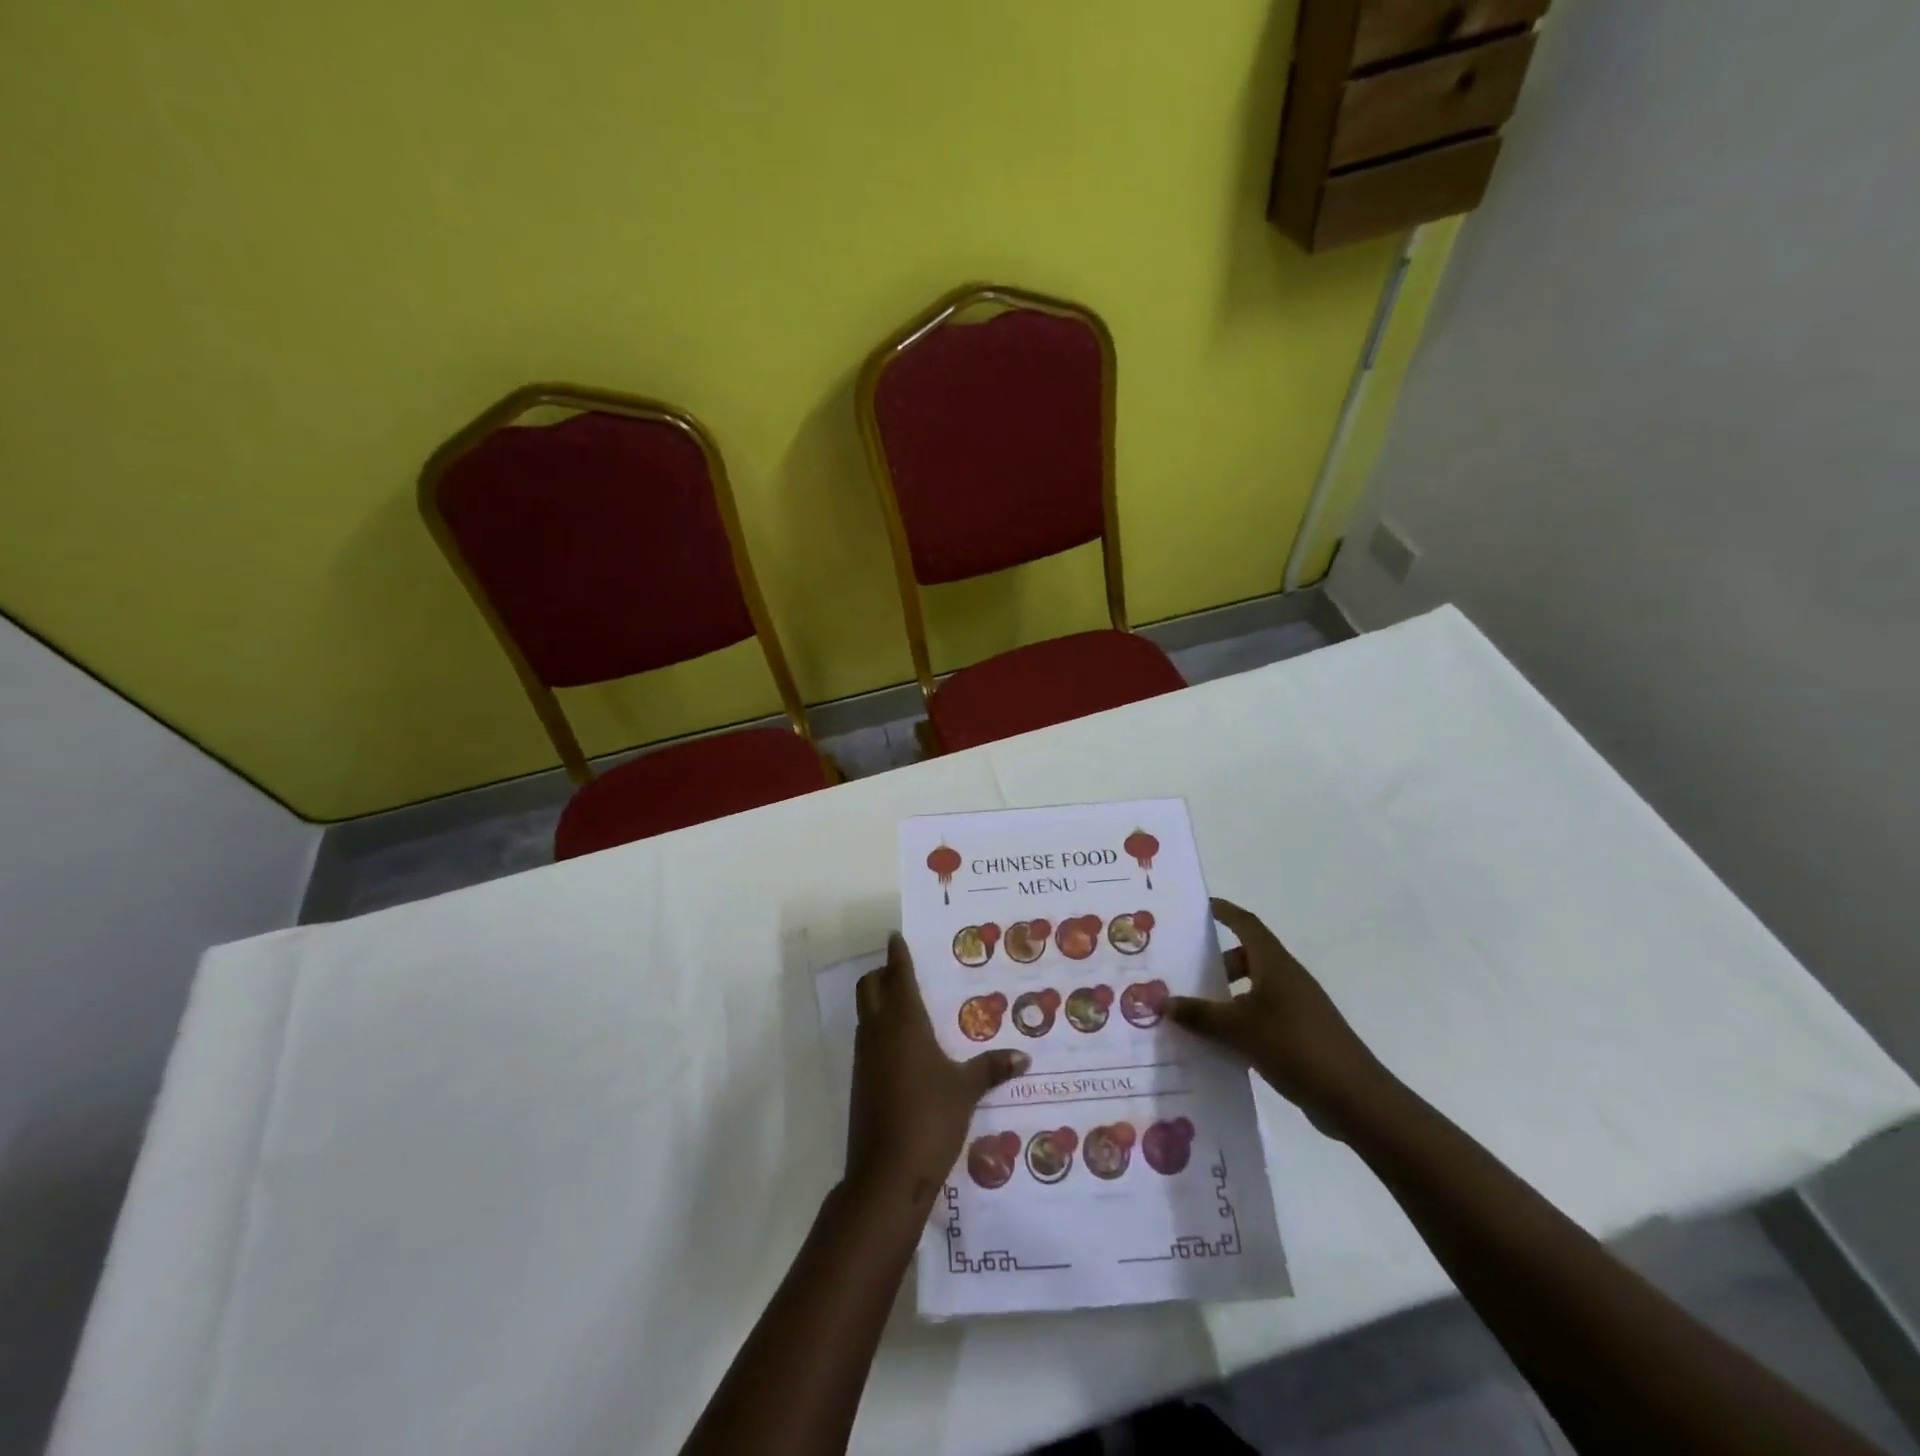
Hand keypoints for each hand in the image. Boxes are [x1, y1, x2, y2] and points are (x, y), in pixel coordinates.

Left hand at [846, 934, 1028, 1209]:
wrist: (885, 1174)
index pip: (898, 975)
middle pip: (869, 987)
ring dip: (880, 1002)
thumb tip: (1024, 1057)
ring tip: (912, 1006)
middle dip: (883, 974)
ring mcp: (864, 1057)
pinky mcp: (860, 1081)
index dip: (897, 954)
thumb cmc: (929, 1118)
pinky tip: (907, 1048)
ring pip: (866, 1013)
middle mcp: (879, 1031)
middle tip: (906, 971)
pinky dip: (881, 1030)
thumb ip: (991, 1068)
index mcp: (903, 1022)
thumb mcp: (966, 1090)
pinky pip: (868, 1040)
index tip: (897, 937)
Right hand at [1168, 898, 1386, 1133]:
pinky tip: (1218, 1045)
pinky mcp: (1301, 1035)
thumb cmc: (1294, 1047)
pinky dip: (1239, 1022)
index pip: (1246, 924)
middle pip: (1247, 957)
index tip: (1199, 906)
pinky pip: (1261, 1017)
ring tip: (1193, 1011)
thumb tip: (1161, 1001)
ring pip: (1253, 989)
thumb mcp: (1237, 1029)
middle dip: (1216, 961)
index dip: (1223, 911)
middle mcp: (1287, 978)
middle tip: (1183, 970)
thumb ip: (1199, 1014)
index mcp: (1275, 964)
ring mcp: (1297, 1008)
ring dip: (1225, 995)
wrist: (1354, 1099)